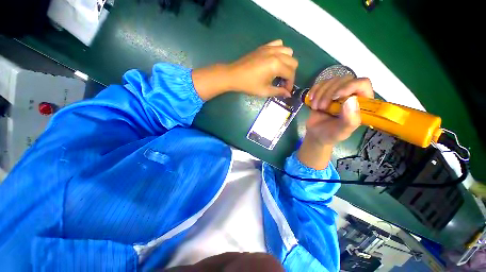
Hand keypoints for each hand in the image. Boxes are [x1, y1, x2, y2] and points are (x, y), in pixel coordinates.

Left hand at [226, 39, 297, 96]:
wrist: (234, 75)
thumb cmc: (249, 85)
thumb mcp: (264, 91)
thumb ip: (278, 92)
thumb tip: (288, 94)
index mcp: (276, 65)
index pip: (291, 74)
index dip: (290, 84)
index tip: (286, 91)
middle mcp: (276, 54)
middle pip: (293, 62)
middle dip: (290, 74)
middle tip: (283, 82)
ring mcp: (270, 48)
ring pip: (288, 51)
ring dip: (287, 62)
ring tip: (280, 71)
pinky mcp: (264, 46)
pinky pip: (279, 44)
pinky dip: (281, 51)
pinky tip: (275, 60)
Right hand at [297, 76, 372, 169]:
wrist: (316, 134)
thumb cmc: (331, 134)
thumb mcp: (342, 132)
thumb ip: (350, 120)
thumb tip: (351, 99)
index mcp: (362, 103)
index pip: (362, 83)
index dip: (349, 86)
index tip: (335, 97)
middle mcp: (351, 94)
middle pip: (344, 80)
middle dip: (329, 93)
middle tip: (321, 107)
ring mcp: (337, 92)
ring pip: (331, 81)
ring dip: (320, 94)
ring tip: (316, 107)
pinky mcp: (325, 92)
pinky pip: (320, 83)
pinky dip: (314, 91)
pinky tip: (311, 99)